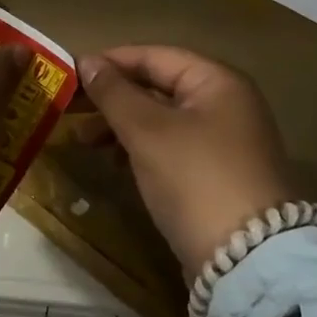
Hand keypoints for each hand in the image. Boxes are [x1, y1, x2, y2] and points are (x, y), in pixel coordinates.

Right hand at [76, 47, 298, 281]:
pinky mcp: (217, 175)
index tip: (69, 74)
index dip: (110, 62)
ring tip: (85, 140)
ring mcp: (224, 141)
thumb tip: (88, 62)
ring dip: (122, 125)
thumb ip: (115, 93)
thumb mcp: (148, 131)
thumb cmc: (194, 178)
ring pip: (162, 119)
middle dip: (113, 97)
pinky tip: (114, 162)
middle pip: (158, 86)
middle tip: (69, 109)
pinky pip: (171, 147)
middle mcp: (225, 103)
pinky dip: (141, 149)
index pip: (154, 56)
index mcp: (216, 81)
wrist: (247, 260)